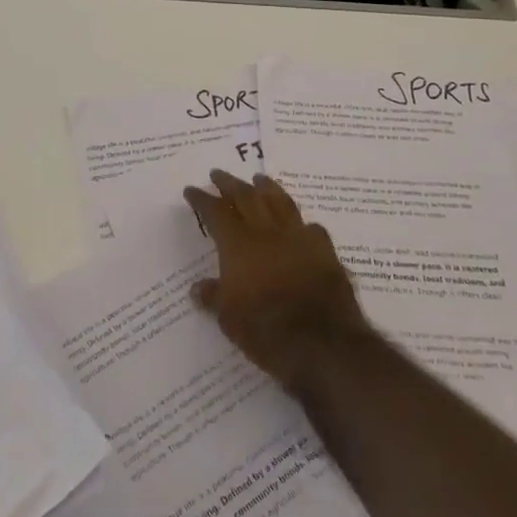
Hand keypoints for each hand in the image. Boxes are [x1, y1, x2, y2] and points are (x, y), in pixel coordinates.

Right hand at [183, 170, 370, 390]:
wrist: (321, 342)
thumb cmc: (266, 329)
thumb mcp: (229, 318)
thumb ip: (214, 297)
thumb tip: (198, 288)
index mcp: (239, 244)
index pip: (216, 212)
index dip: (202, 199)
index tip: (192, 189)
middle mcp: (267, 232)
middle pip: (247, 197)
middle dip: (230, 183)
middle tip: (219, 173)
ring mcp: (299, 238)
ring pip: (280, 202)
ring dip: (267, 188)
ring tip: (259, 179)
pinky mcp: (325, 251)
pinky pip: (311, 227)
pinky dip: (300, 223)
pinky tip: (300, 225)